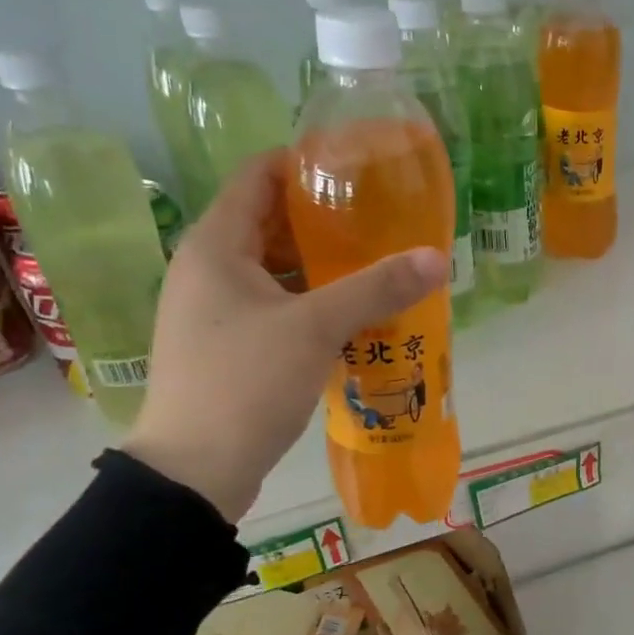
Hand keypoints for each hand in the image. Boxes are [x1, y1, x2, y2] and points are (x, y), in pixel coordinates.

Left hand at [122, 152, 447, 521]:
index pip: (257, 176)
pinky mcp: (228, 347)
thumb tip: (438, 259)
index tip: (356, 167)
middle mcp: (208, 270)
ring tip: (376, 265)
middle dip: (324, 220)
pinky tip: (353, 316)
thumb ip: (376, 288)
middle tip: (380, 220)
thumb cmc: (245, 383)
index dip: (303, 163)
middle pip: (270, 223)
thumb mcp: (315, 328)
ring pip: (275, 271)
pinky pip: (276, 308)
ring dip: (322, 267)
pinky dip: (312, 303)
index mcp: (215, 246)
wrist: (196, 471)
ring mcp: (215, 311)